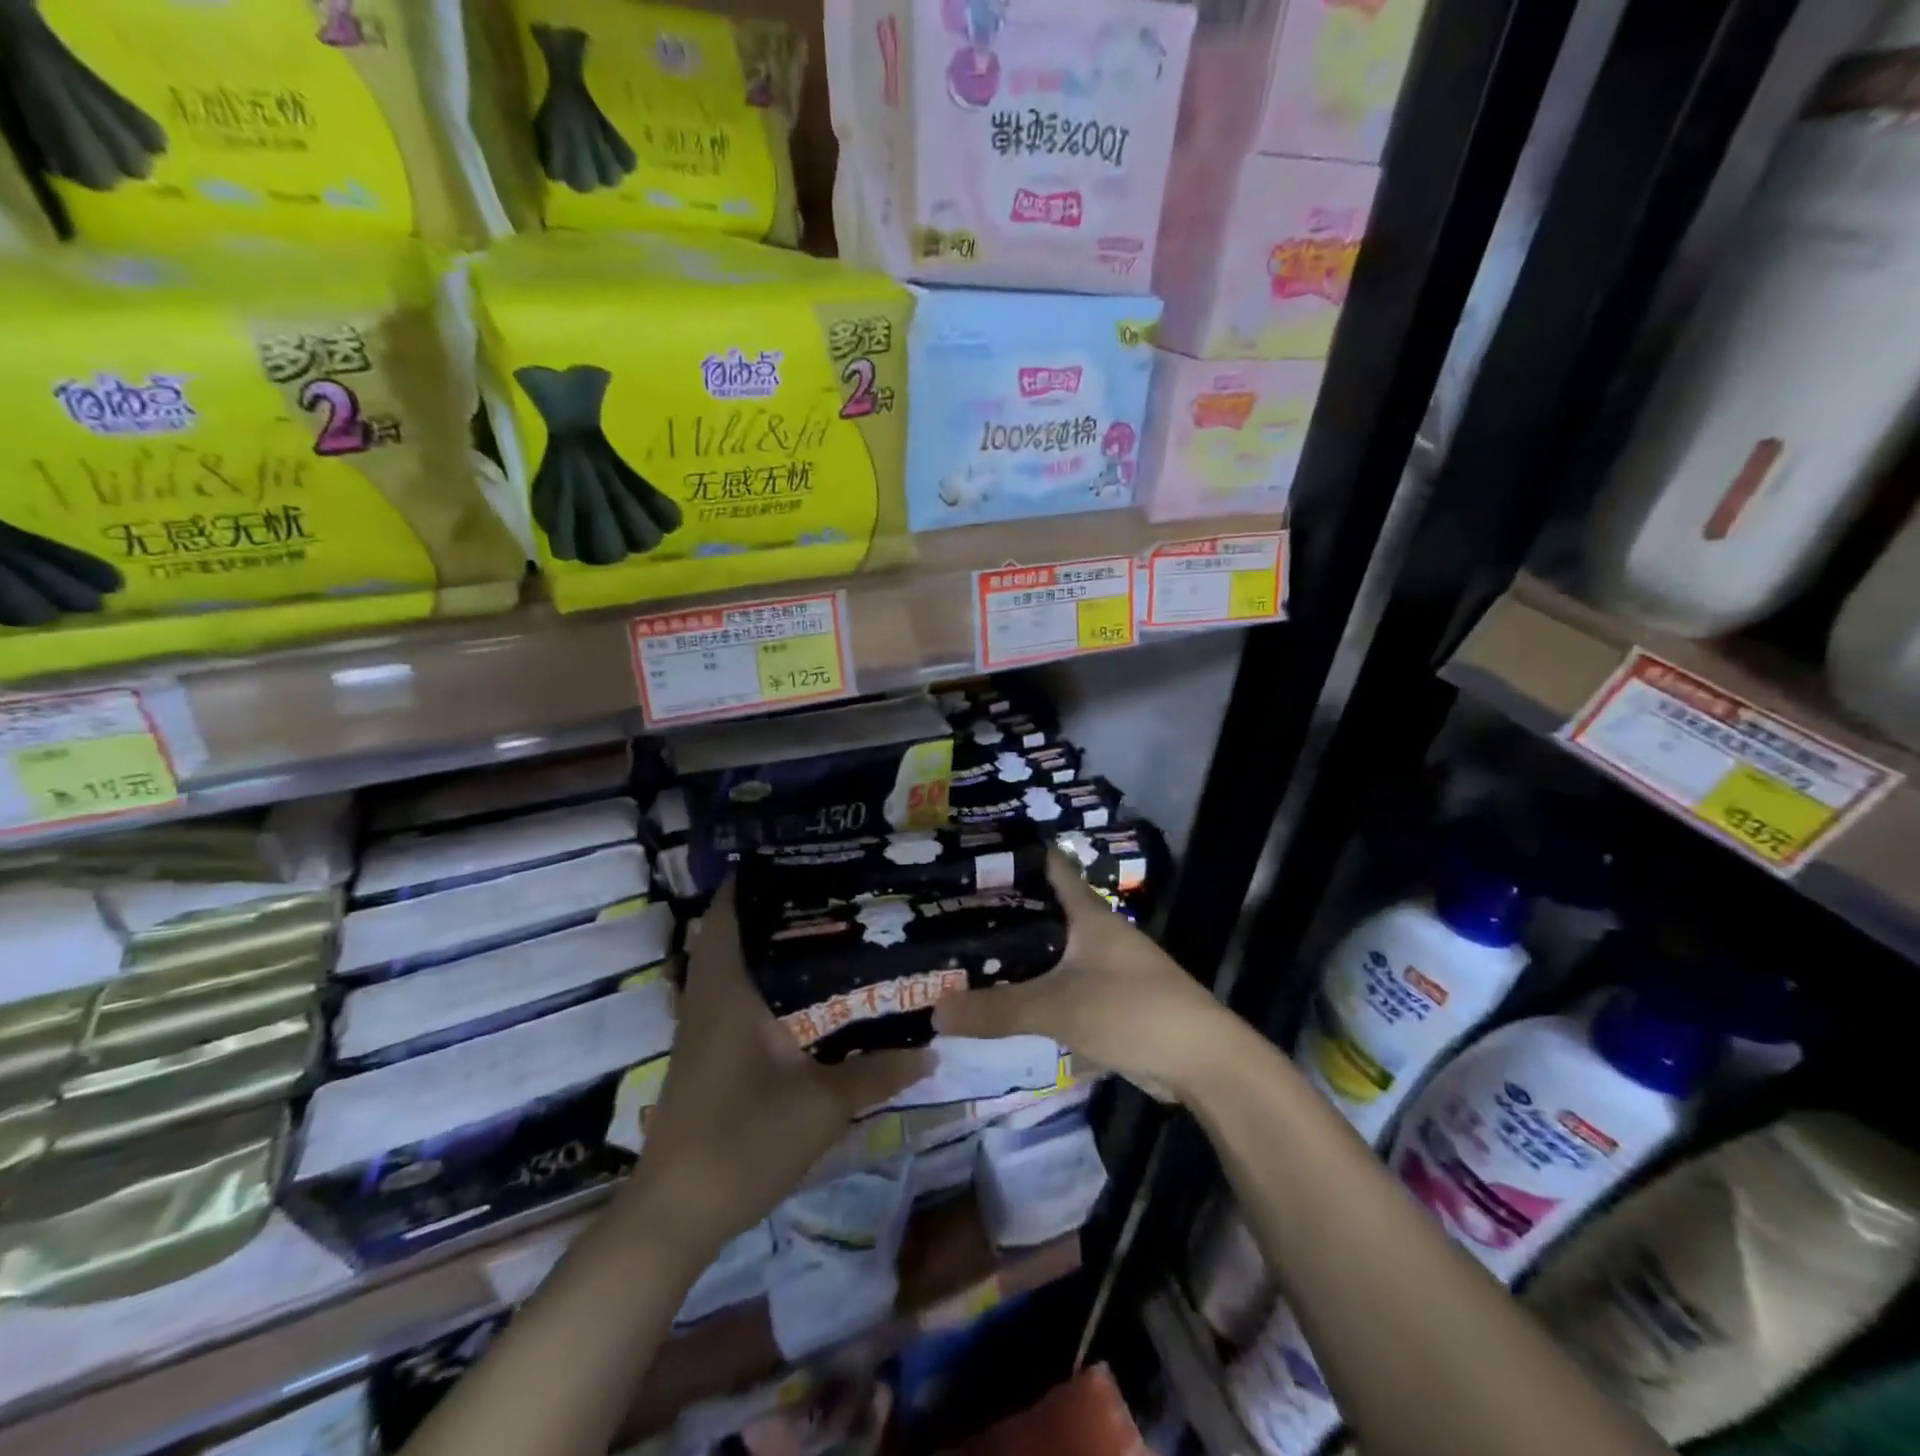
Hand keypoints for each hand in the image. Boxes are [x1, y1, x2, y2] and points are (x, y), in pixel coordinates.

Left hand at [623, 877, 932, 1257]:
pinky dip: (764, 977)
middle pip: (733, 929)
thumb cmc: (745, 1141)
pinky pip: (734, 991)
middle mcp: (709, 995)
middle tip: (832, 891)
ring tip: (827, 928)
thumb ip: (878, 1073)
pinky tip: (806, 991)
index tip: (802, 857)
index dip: (756, 877)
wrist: (676, 1213)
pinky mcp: (706, 1050)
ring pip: (732, 962)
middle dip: (776, 906)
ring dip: (769, 943)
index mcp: (729, 989)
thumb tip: (932, 1050)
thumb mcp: (823, 1106)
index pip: (729, 911)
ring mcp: (703, 1025)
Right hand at [933, 851, 1235, 1101]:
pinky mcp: (1107, 998)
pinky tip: (1001, 996)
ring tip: (964, 951)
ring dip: (1015, 951)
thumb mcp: (1058, 1007)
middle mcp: (1095, 930)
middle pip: (1042, 909)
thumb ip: (997, 1010)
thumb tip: (934, 1011)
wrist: (1201, 1061)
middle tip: (947, 911)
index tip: (968, 855)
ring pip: (1049, 948)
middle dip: (1000, 910)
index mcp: (1088, 913)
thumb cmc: (1132, 1011)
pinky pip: (1058, 982)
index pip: (1047, 865)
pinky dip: (1032, 985)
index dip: (1011, 856)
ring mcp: (1104, 965)